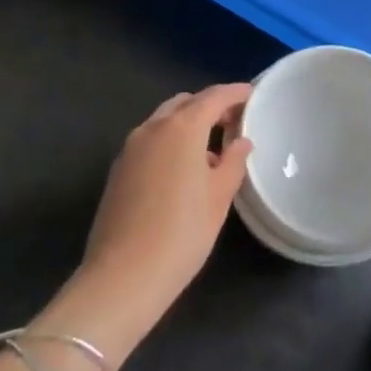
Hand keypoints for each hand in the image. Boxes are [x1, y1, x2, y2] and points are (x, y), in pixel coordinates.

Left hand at [56, 85, 252, 358]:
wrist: (122, 277)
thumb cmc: (181, 234)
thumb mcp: (219, 198)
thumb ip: (233, 162)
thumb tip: (240, 142)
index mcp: (182, 128)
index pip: (213, 97)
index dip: (235, 93)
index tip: (252, 94)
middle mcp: (153, 128)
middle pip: (185, 103)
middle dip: (209, 106)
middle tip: (233, 122)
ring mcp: (130, 147)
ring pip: (164, 121)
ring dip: (188, 124)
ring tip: (210, 149)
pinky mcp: (118, 168)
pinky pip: (150, 140)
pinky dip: (170, 141)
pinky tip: (182, 169)